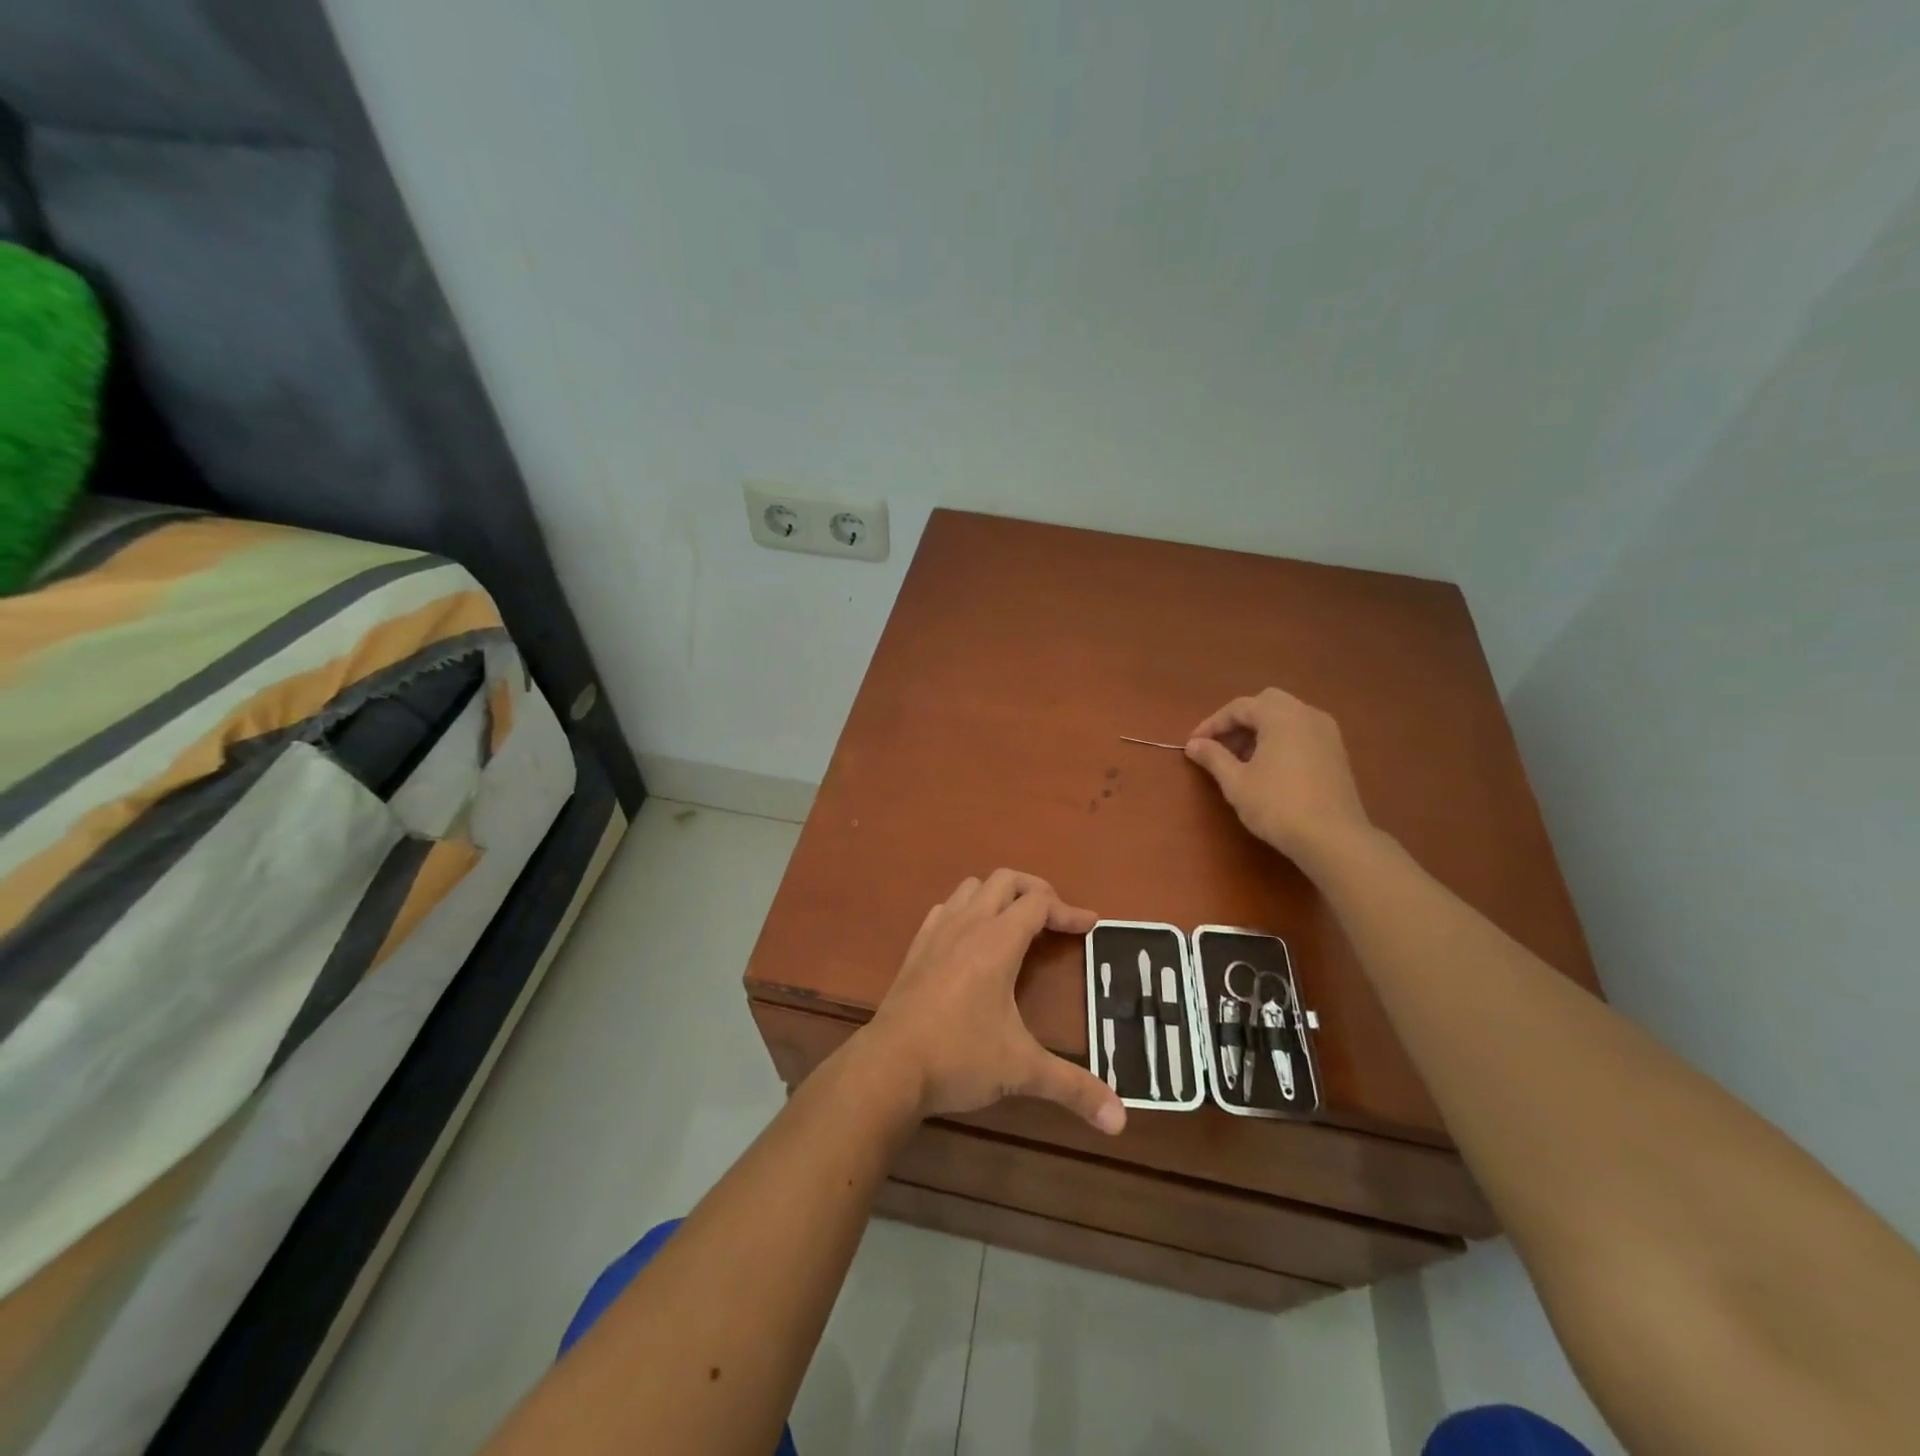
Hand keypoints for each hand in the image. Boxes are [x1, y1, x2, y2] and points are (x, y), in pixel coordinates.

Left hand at [858, 870, 1124, 1134]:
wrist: (888, 1067)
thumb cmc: (959, 1058)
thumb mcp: (1021, 1071)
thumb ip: (1073, 1088)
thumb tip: (1120, 1119)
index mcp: (997, 942)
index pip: (1039, 904)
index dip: (1068, 910)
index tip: (1091, 926)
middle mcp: (968, 926)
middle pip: (1005, 880)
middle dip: (1036, 890)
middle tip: (1056, 918)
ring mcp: (937, 933)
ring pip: (971, 888)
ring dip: (998, 895)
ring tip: (1017, 923)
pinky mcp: (916, 949)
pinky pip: (945, 909)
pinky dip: (966, 910)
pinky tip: (971, 939)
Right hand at [1185, 689, 1373, 872]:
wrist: (1333, 838)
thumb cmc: (1277, 805)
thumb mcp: (1236, 782)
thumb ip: (1213, 757)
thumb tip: (1193, 744)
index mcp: (1281, 715)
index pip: (1239, 707)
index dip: (1212, 724)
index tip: (1194, 744)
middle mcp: (1307, 714)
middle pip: (1266, 704)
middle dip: (1240, 722)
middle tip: (1221, 746)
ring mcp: (1328, 733)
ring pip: (1287, 717)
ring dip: (1261, 730)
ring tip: (1242, 760)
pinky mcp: (1337, 752)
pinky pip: (1302, 733)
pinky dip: (1281, 740)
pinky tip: (1269, 768)